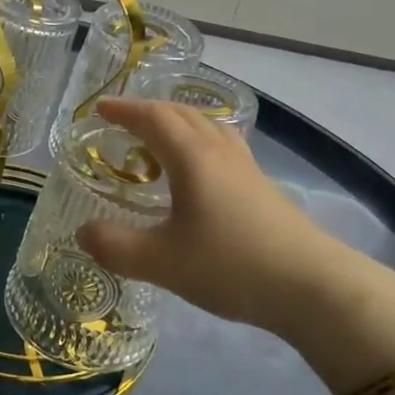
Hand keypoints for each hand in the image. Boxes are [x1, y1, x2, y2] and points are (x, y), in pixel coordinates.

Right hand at [75, 96, 344, 339]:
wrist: (311, 286)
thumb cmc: (230, 265)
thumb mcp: (161, 262)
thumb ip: (116, 247)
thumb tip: (82, 233)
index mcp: (192, 157)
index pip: (153, 118)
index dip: (124, 110)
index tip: (100, 109)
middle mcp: (219, 152)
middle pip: (182, 114)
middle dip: (149, 111)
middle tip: (123, 122)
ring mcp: (245, 168)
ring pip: (207, 128)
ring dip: (177, 124)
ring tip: (158, 142)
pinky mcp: (261, 188)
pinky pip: (222, 147)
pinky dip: (198, 144)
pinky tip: (198, 174)